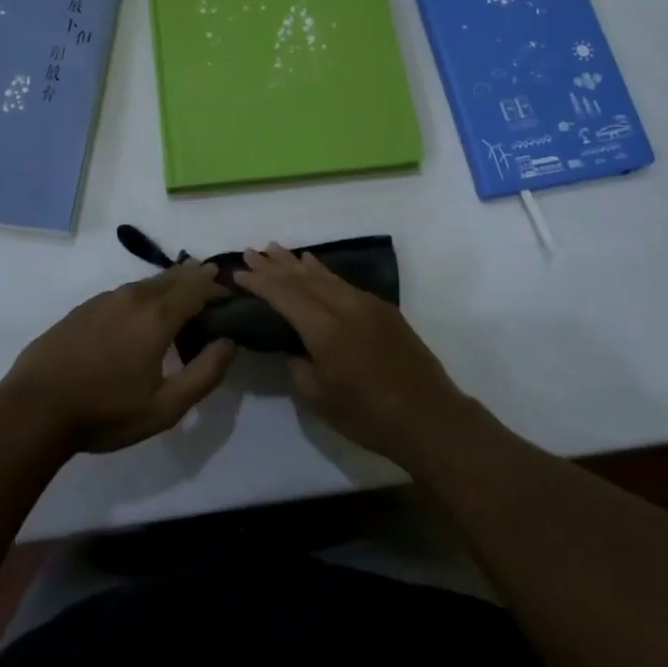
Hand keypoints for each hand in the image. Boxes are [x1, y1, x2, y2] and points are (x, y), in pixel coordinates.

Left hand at [0, 261, 235, 454]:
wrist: (34, 408)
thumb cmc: (105, 411)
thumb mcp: (164, 407)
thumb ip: (204, 373)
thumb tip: (229, 342)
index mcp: (157, 316)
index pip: (197, 288)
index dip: (218, 289)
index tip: (232, 296)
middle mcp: (133, 297)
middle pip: (173, 277)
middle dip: (196, 277)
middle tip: (213, 282)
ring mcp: (105, 299)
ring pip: (147, 283)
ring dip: (170, 284)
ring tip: (182, 292)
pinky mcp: (84, 308)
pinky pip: (125, 293)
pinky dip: (144, 294)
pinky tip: (141, 311)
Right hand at [237, 243, 474, 466]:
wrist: (429, 417)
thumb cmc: (369, 416)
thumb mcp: (319, 399)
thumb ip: (298, 367)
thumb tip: (293, 347)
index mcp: (325, 330)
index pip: (285, 295)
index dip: (260, 283)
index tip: (238, 273)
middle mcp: (345, 307)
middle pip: (302, 279)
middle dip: (274, 266)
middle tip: (250, 253)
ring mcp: (366, 304)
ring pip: (324, 276)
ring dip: (297, 263)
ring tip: (275, 249)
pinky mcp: (382, 309)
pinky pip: (343, 282)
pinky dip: (323, 272)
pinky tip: (313, 265)